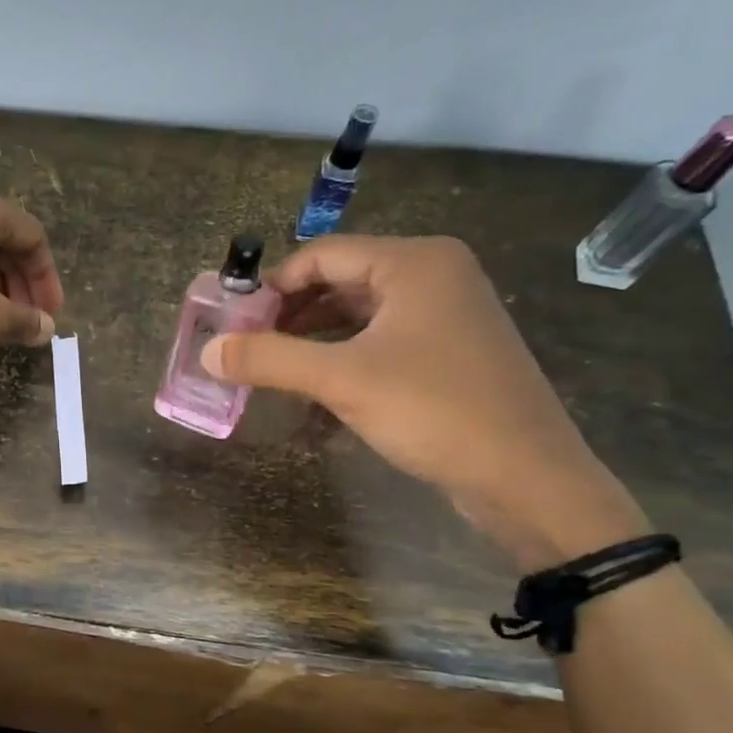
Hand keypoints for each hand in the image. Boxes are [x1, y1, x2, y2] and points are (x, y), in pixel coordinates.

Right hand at [201, 235, 646, 567]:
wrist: (526, 477)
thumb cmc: (434, 410)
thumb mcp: (341, 380)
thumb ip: (269, 359)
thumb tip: (207, 351)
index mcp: (414, 262)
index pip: (322, 255)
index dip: (272, 286)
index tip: (233, 322)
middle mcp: (434, 276)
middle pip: (340, 281)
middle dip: (289, 314)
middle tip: (247, 348)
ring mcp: (446, 315)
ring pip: (359, 314)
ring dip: (312, 339)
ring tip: (271, 369)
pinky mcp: (449, 353)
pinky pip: (380, 341)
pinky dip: (343, 358)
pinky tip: (315, 390)